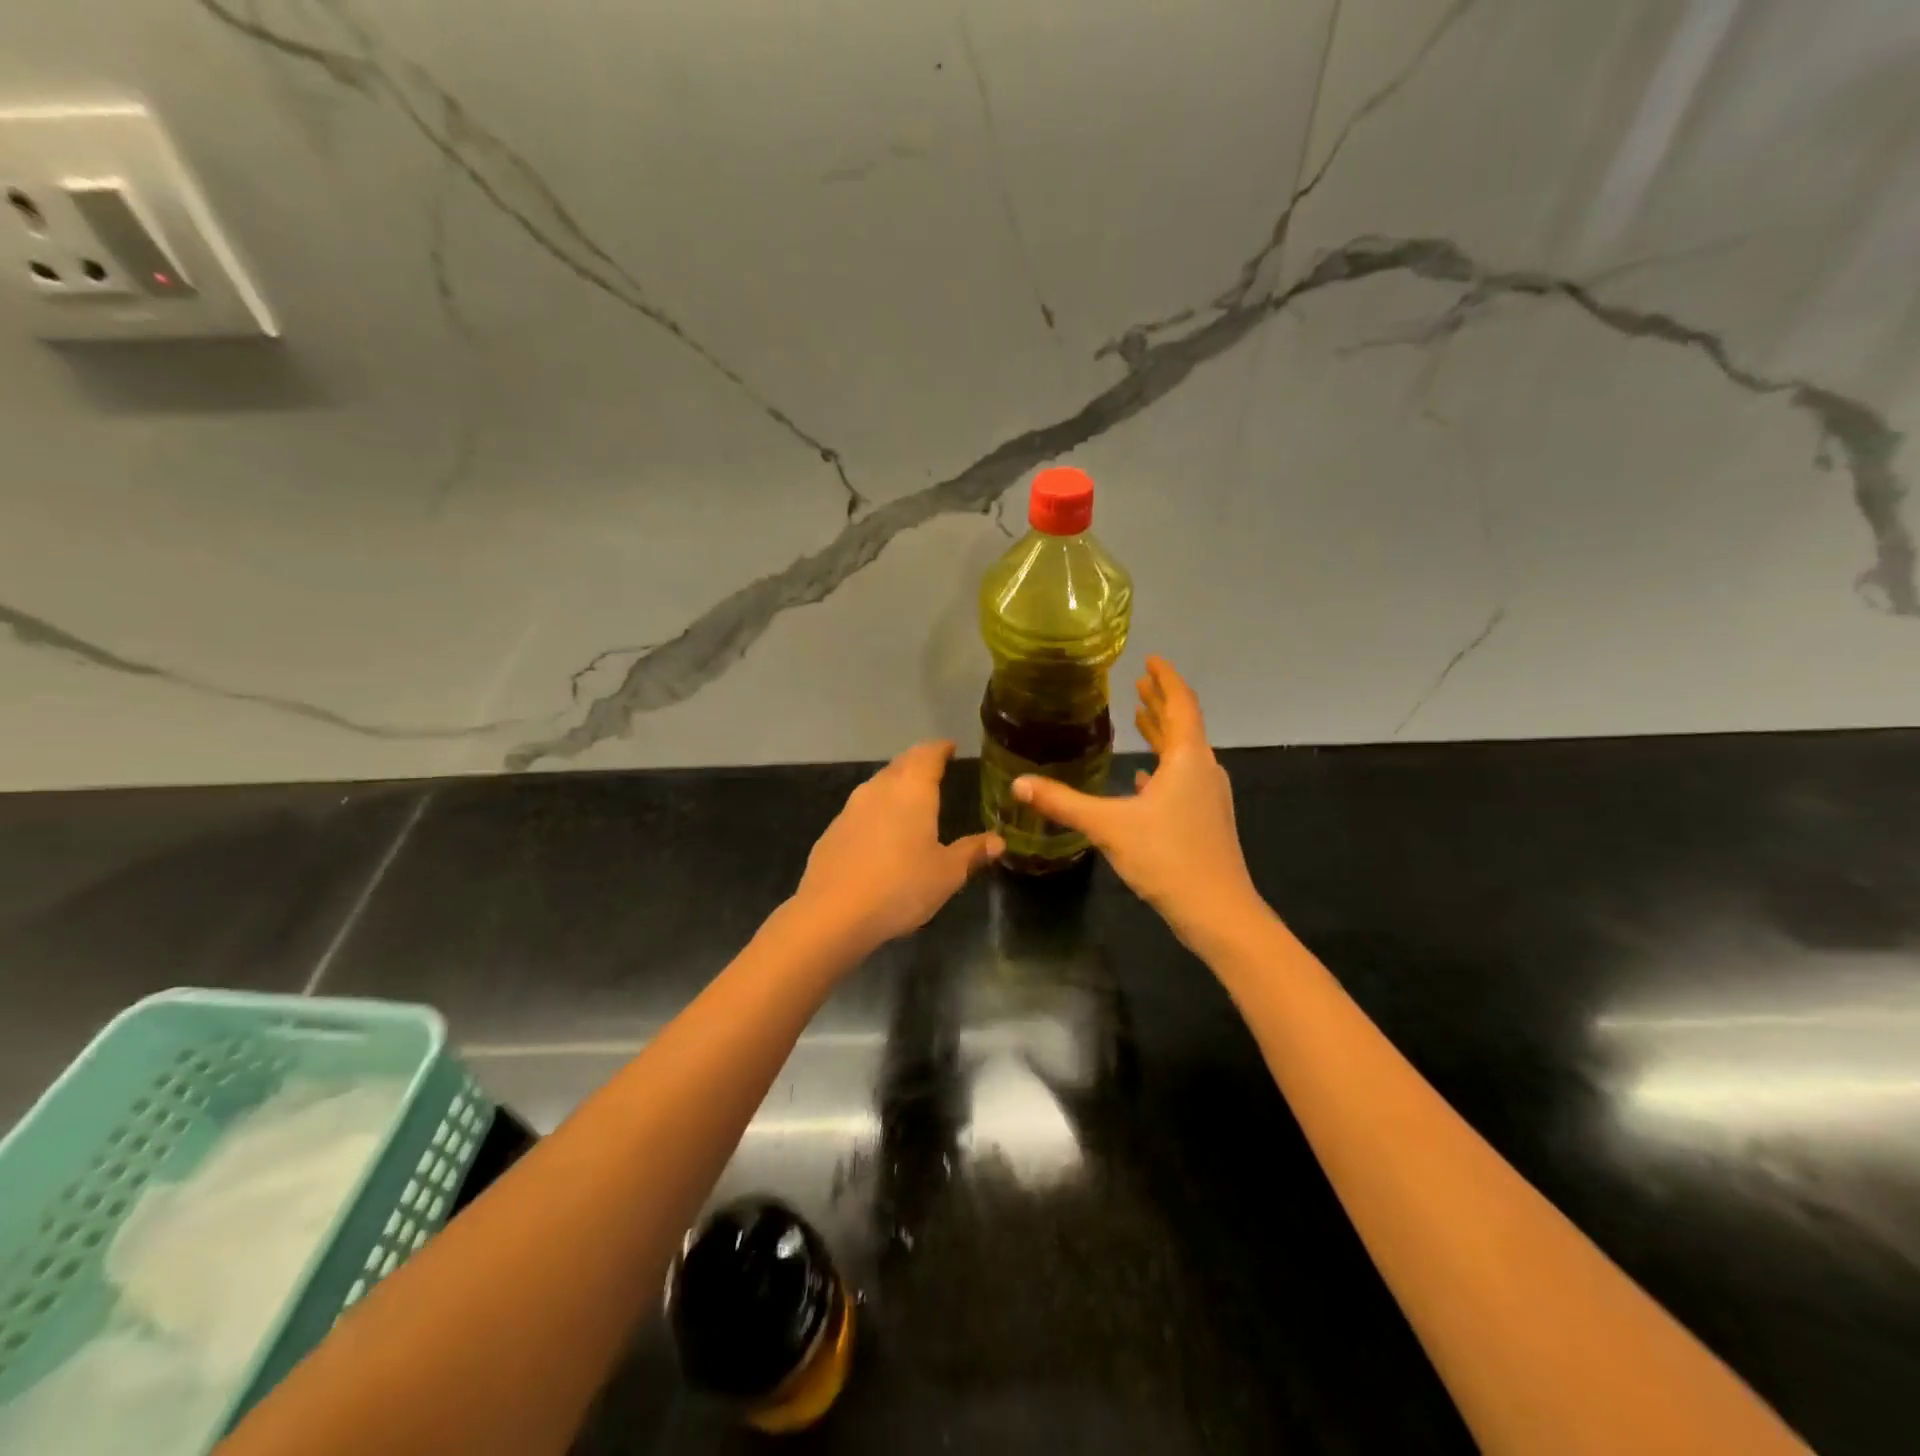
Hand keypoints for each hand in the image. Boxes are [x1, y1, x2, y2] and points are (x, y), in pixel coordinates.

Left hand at [794, 740, 1002, 947]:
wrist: (833, 914)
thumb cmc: (901, 887)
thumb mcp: (947, 874)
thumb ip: (972, 852)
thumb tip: (998, 841)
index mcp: (912, 790)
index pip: (928, 754)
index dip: (940, 749)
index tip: (950, 747)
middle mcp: (879, 789)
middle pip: (901, 764)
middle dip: (918, 763)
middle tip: (934, 768)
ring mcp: (851, 809)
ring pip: (878, 785)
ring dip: (895, 785)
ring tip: (910, 797)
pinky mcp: (832, 832)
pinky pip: (861, 810)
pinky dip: (876, 811)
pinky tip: (881, 832)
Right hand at [1015, 657, 1258, 946]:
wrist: (1217, 911)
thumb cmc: (1167, 857)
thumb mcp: (1109, 826)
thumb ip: (1063, 802)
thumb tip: (1018, 783)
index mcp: (1187, 758)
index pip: (1180, 704)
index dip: (1166, 679)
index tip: (1151, 660)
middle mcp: (1203, 770)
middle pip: (1182, 725)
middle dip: (1160, 702)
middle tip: (1139, 683)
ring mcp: (1208, 797)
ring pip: (1183, 754)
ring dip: (1162, 734)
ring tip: (1139, 718)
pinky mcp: (1206, 820)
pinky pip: (1182, 780)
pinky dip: (1164, 769)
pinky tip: (1143, 780)